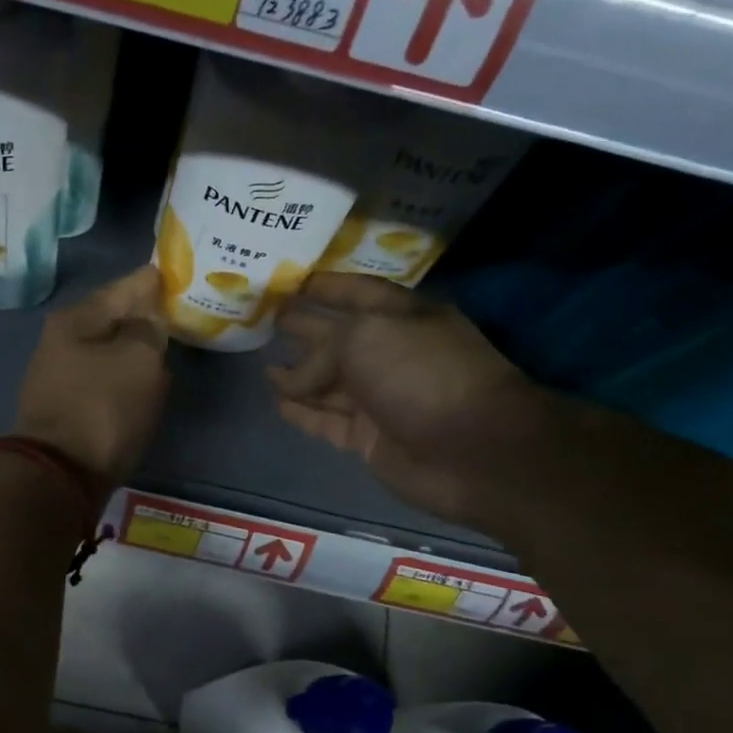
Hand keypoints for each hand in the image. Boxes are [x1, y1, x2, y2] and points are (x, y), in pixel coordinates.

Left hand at [15, 265, 169, 489]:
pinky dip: (126, 378)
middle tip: (180, 312)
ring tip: (169, 346)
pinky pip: (105, 381)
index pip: (126, 286)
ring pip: (111, 351)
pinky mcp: (68, 408)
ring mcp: (61, 376)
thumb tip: (150, 317)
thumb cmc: (102, 409)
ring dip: (137, 350)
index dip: (155, 281)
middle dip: (146, 316)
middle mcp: (63, 341)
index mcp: (77, 318)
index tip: (180, 274)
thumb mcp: (139, 360)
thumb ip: (150, 328)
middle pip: (115, 319)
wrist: (59, 476)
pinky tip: (146, 384)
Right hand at [268, 272, 543, 526]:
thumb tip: (290, 379)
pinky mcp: (368, 438)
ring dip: (297, 375)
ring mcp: (379, 399)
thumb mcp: (365, 337)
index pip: (357, 292)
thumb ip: (320, 350)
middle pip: (337, 338)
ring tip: (262, 365)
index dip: (326, 287)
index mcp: (401, 317)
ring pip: (328, 383)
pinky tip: (277, 402)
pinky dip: (302, 412)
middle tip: (266, 321)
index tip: (291, 281)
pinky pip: (326, 420)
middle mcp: (390, 354)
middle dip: (304, 328)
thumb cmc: (422, 375)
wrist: (470, 451)